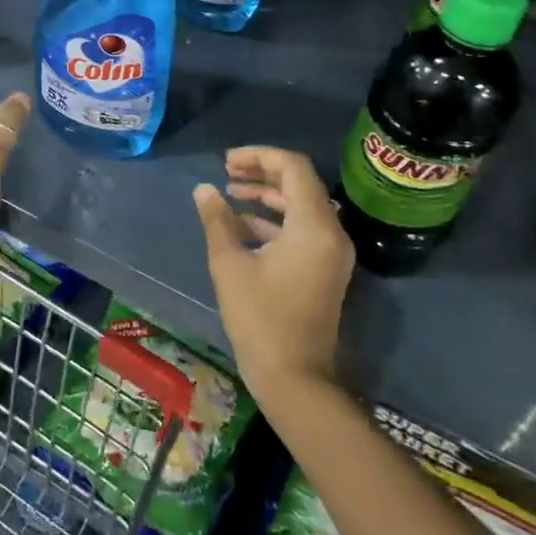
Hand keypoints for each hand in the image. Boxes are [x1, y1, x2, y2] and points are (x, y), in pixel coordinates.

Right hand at [194, 147, 353, 405]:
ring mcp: (331, 252)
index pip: (293, 167)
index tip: (226, 161)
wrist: (295, 379)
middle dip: (262, 172)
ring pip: (301, 205)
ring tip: (230, 193)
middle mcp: (331, 232)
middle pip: (299, 183)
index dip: (259, 155)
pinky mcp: (325, 269)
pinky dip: (274, 219)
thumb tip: (204, 189)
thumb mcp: (230, 264)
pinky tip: (242, 224)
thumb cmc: (260, 318)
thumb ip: (217, 220)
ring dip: (267, 194)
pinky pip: (302, 228)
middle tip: (226, 171)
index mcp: (313, 225)